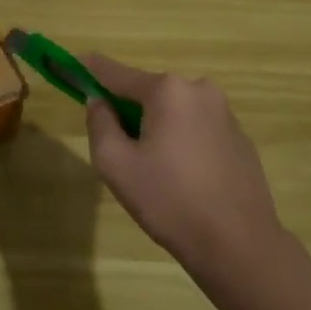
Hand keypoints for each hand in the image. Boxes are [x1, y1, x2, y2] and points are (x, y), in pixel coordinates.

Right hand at [81, 54, 286, 287]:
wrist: (239, 245)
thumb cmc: (169, 201)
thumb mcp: (115, 163)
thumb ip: (99, 123)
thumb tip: (99, 101)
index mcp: (167, 90)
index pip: (116, 73)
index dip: (89, 69)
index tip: (70, 64)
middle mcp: (199, 90)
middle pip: (148, 92)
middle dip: (127, 109)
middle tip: (116, 147)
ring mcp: (225, 113)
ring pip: (174, 111)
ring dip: (156, 126)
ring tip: (152, 170)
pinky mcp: (240, 139)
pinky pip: (197, 128)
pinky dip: (181, 140)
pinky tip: (181, 177)